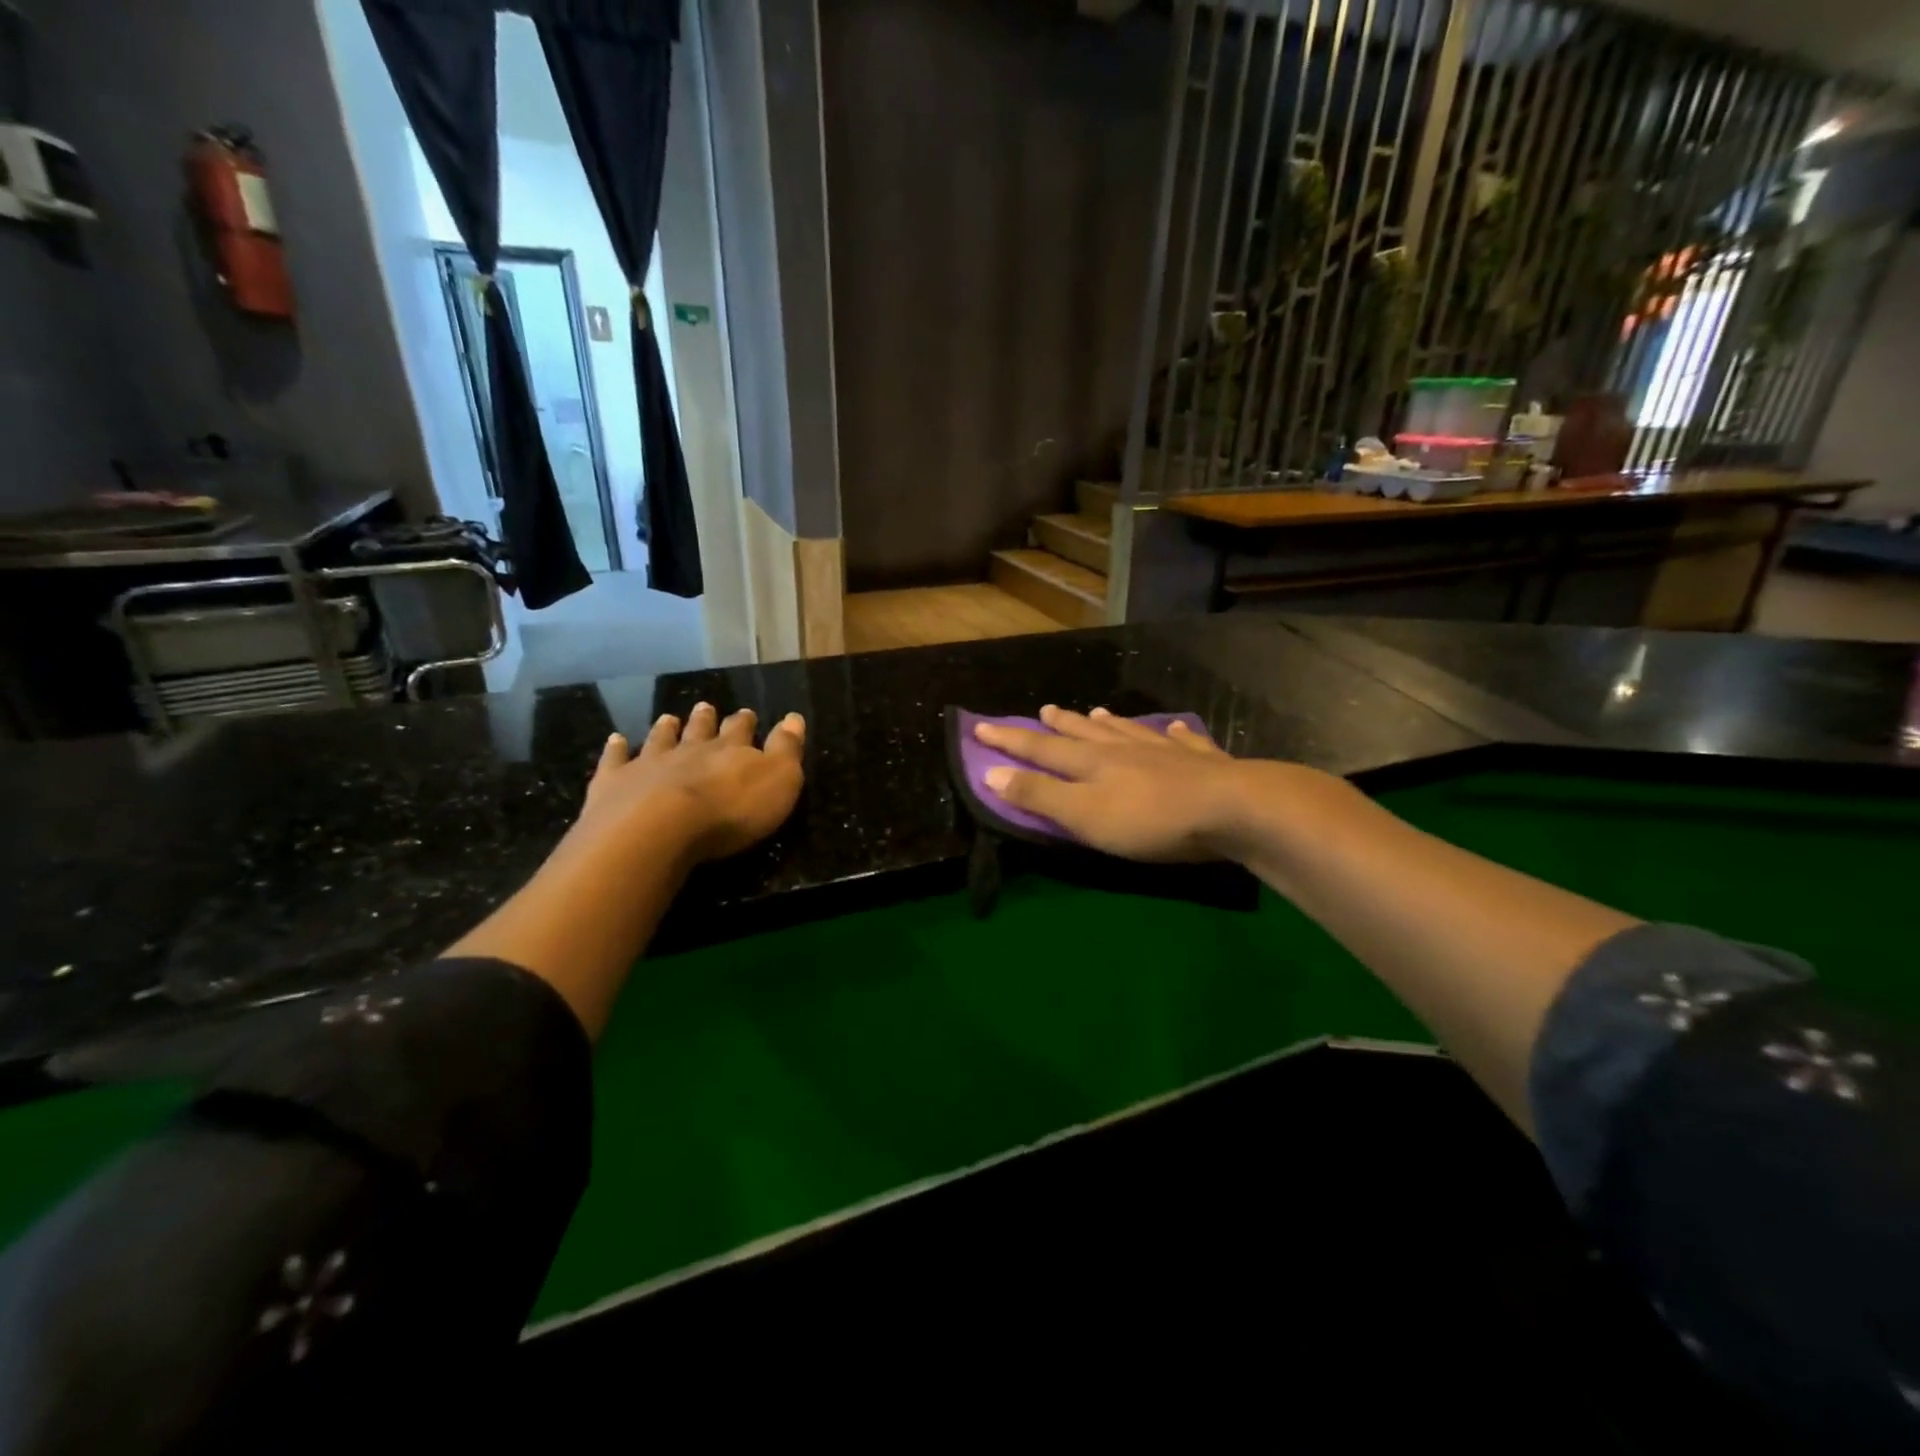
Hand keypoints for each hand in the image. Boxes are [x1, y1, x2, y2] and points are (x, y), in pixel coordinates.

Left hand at [579, 702, 805, 863]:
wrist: (658, 829)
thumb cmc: (730, 811)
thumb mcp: (779, 781)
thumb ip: (787, 749)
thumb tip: (795, 717)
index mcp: (730, 751)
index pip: (740, 731)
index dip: (745, 723)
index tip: (747, 713)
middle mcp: (689, 750)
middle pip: (699, 730)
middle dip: (706, 719)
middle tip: (706, 706)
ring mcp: (648, 763)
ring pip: (660, 740)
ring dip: (666, 729)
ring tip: (668, 718)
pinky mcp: (614, 783)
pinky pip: (615, 760)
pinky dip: (615, 749)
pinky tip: (615, 740)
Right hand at [974, 705, 1271, 861]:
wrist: (1231, 808)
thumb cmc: (1149, 819)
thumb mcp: (1083, 815)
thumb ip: (1038, 795)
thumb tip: (991, 772)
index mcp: (1091, 762)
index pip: (1040, 748)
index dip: (1009, 740)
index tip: (980, 726)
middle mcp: (1124, 749)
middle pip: (1084, 733)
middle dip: (1060, 724)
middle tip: (1044, 710)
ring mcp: (1165, 751)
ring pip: (1128, 731)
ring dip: (1108, 723)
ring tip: (1096, 712)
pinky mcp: (1202, 762)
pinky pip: (1182, 741)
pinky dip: (1174, 733)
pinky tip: (1175, 728)